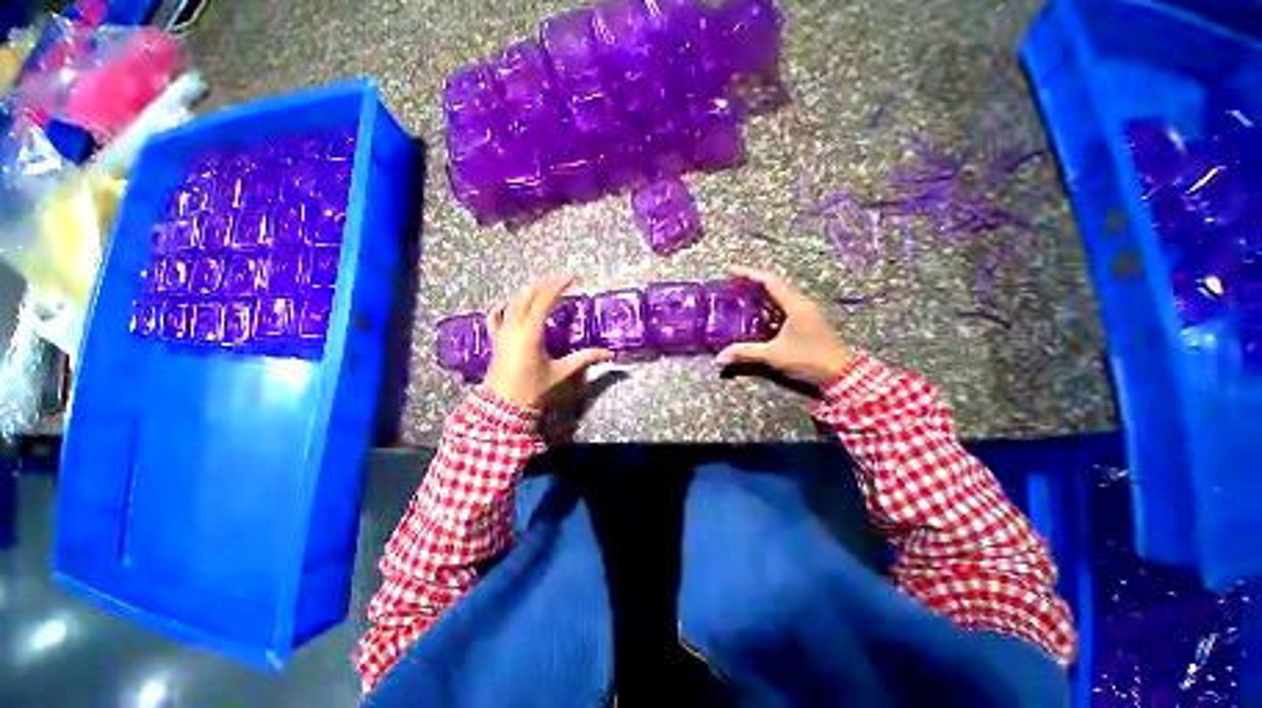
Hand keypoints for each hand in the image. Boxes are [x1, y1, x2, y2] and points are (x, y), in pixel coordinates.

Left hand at [485, 275, 613, 408]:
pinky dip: (506, 305)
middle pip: (528, 296)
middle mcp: (514, 326)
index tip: (572, 278)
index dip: (558, 285)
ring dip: (530, 292)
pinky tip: (513, 303)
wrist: (503, 406)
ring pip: (514, 302)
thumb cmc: (533, 389)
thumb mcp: (561, 372)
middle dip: (546, 284)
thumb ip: (585, 359)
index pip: (544, 300)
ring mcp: (502, 331)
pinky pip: (496, 315)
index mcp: (531, 333)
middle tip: (563, 281)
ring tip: (545, 289)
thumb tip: (608, 353)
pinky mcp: (495, 338)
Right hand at [715, 266, 851, 386]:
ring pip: (779, 295)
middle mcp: (801, 303)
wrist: (840, 373)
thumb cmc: (808, 359)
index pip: (769, 280)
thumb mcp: (773, 355)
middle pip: (774, 284)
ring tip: (740, 297)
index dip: (749, 273)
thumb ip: (746, 353)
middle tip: (732, 284)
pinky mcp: (806, 320)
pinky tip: (755, 315)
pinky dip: (767, 306)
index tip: (730, 271)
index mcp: (795, 304)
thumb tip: (720, 358)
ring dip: (760, 294)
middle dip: (752, 282)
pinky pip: (783, 306)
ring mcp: (805, 311)